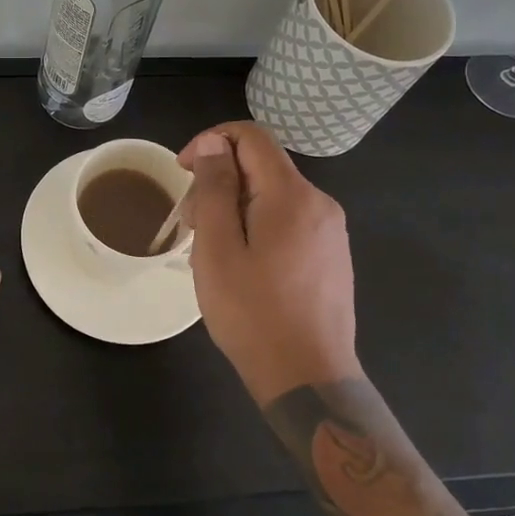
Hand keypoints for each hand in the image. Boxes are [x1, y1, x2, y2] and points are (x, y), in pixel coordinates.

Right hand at [178, 122, 360, 404]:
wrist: (309, 379)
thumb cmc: (253, 314)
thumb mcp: (218, 248)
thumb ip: (215, 188)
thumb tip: (214, 144)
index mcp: (292, 195)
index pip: (251, 136)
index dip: (211, 141)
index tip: (183, 171)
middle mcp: (319, 202)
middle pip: (261, 165)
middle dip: (218, 180)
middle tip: (188, 223)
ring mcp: (330, 230)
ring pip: (272, 194)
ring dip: (234, 205)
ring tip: (209, 249)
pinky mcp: (331, 254)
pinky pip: (287, 219)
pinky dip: (256, 224)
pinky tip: (240, 262)